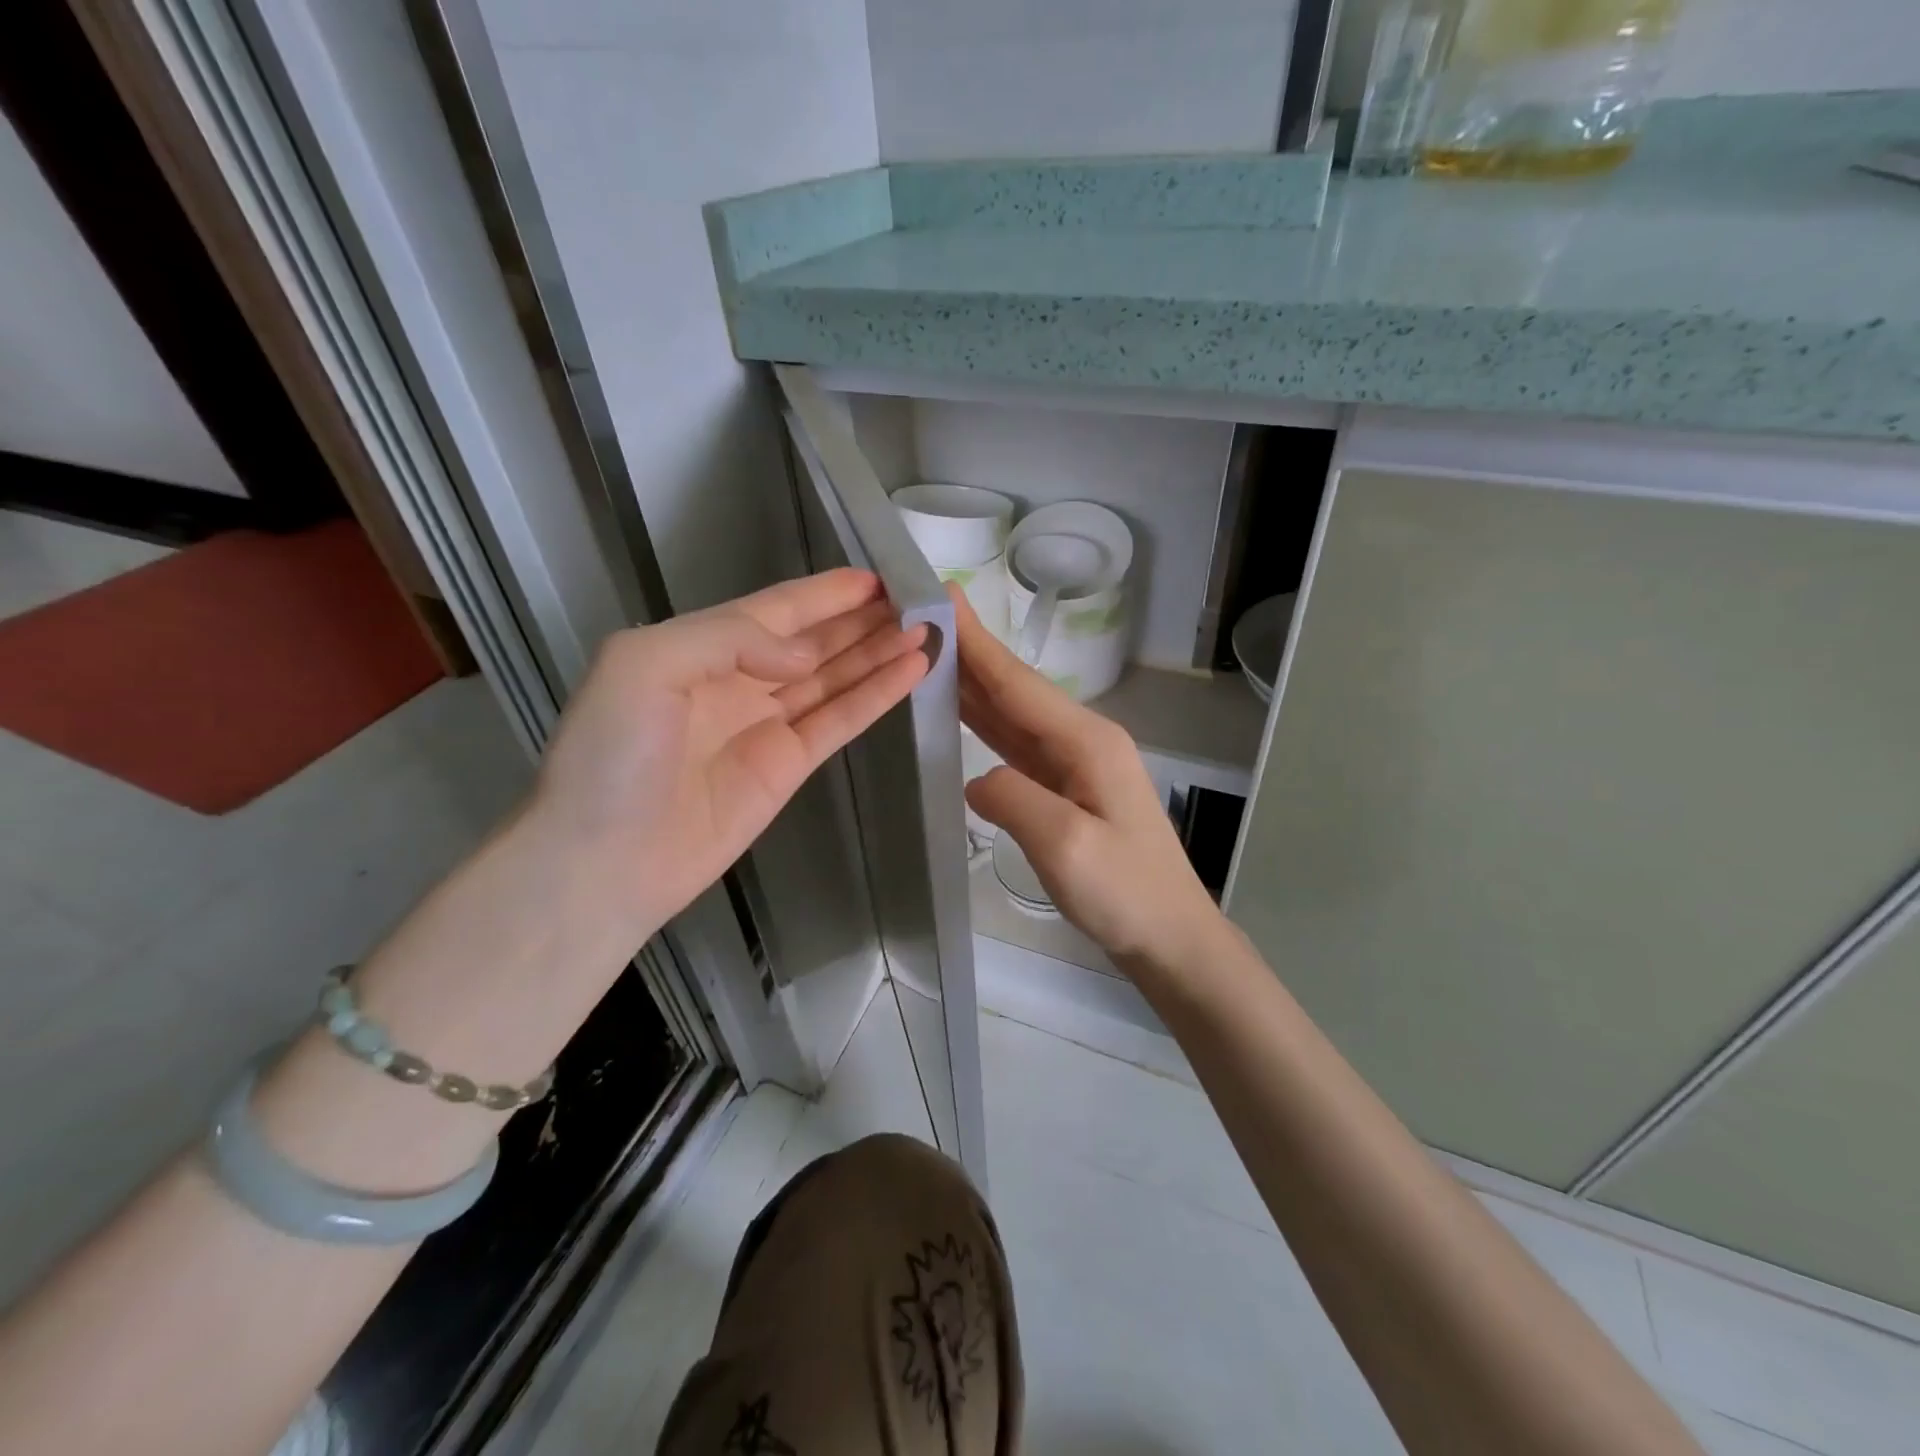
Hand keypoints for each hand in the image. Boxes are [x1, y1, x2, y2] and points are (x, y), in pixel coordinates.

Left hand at [532, 568, 928, 938]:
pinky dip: (876, 696)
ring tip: (927, 631)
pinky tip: (911, 672)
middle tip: (917, 601)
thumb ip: (730, 639)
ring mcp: (767, 726)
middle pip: (813, 641)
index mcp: (700, 647)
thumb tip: (803, 657)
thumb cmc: (611, 756)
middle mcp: (737, 680)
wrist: (604, 861)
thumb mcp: (645, 664)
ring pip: (835, 677)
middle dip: (862, 620)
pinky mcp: (789, 767)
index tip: (877, 578)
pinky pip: (840, 721)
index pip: (775, 609)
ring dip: (878, 653)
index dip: (826, 593)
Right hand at [953, 586, 1223, 966]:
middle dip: (970, 653)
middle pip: (1015, 690)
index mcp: (1086, 741)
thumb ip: (1014, 799)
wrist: (1170, 938)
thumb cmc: (1125, 893)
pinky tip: (962, 713)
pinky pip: (1017, 745)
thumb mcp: (1066, 846)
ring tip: (930, 654)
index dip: (977, 642)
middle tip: (922, 618)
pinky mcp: (1067, 789)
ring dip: (974, 684)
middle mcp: (1082, 741)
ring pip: (1014, 715)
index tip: (942, 594)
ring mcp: (1076, 765)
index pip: (1018, 682)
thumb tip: (978, 778)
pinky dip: (986, 724)